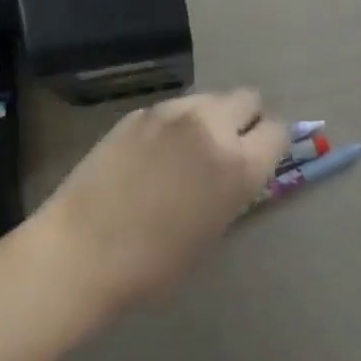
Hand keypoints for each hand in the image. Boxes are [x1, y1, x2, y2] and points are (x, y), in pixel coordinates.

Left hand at [32, 91, 286, 314]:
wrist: (84, 247)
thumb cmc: (154, 263)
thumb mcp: (212, 229)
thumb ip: (233, 187)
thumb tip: (239, 167)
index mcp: (238, 164)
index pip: (276, 130)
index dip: (269, 143)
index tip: (260, 156)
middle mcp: (211, 126)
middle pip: (247, 98)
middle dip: (245, 118)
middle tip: (229, 146)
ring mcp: (173, 111)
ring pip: (210, 97)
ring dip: (210, 116)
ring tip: (189, 147)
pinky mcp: (142, 110)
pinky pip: (175, 107)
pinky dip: (176, 122)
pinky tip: (155, 151)